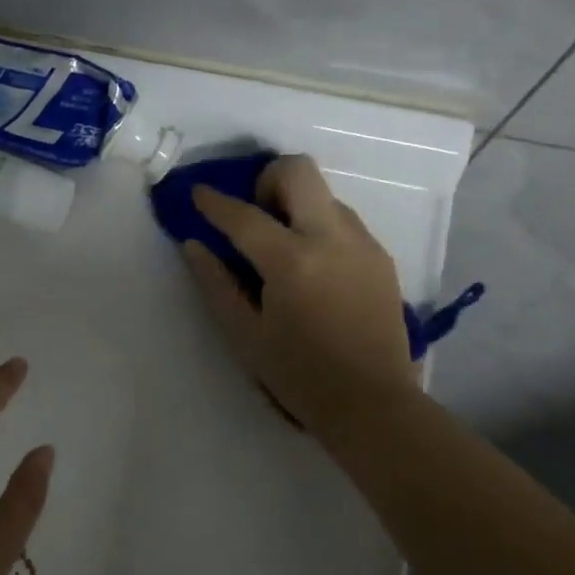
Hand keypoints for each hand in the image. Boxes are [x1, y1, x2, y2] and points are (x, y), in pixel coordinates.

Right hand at [184, 154, 419, 439]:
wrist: (372, 403)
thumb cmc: (298, 375)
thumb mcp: (245, 335)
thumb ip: (216, 284)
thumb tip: (193, 245)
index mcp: (292, 261)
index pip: (244, 216)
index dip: (214, 202)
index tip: (198, 193)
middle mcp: (331, 238)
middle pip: (299, 171)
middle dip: (267, 179)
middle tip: (254, 213)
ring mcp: (362, 243)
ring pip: (324, 194)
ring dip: (295, 204)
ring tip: (282, 246)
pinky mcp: (380, 256)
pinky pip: (343, 220)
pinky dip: (318, 226)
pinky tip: (312, 267)